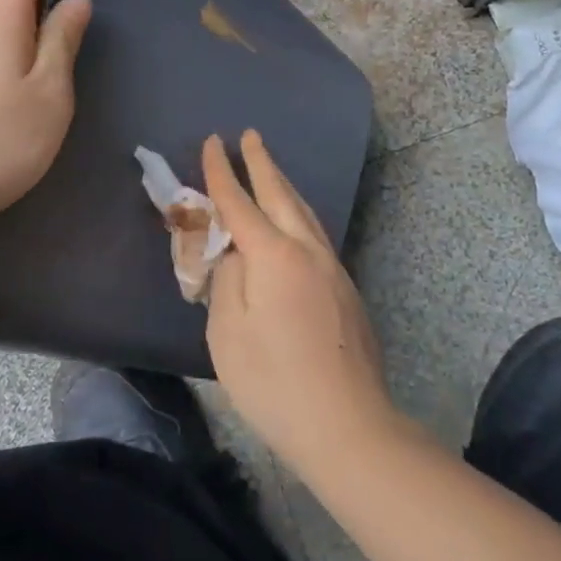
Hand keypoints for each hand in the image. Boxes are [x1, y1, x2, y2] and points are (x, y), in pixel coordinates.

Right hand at [203, 131, 400, 477]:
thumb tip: (233, 253)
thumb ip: (225, 280)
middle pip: (281, 193)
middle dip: (261, 162)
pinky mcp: (346, 290)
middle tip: (249, 135)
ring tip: (270, 168)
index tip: (212, 141)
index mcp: (273, 255)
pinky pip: (315, 234)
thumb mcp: (226, 332)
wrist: (348, 426)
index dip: (221, 171)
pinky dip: (297, 213)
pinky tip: (293, 222)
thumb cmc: (274, 382)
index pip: (239, 201)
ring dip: (283, 185)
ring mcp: (332, 268)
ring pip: (304, 211)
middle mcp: (307, 250)